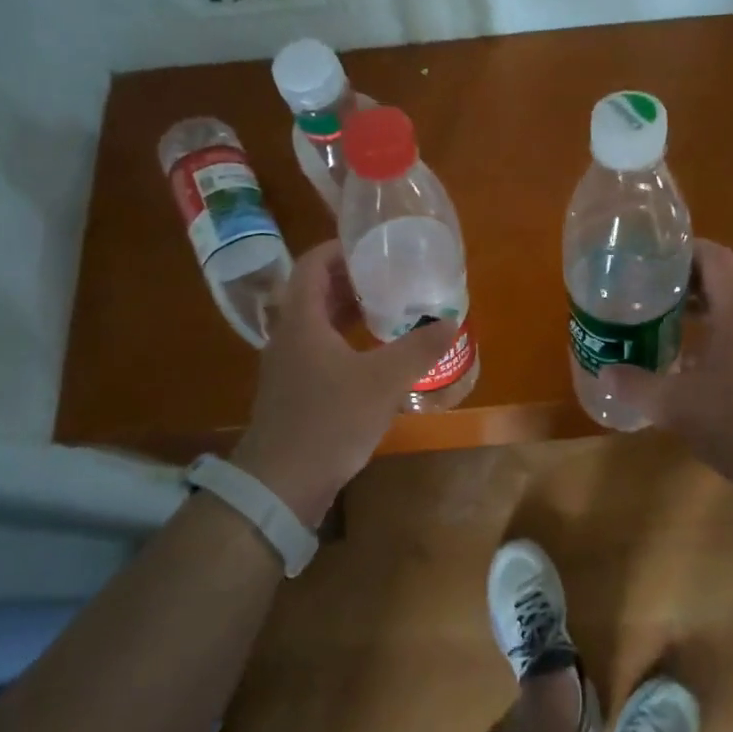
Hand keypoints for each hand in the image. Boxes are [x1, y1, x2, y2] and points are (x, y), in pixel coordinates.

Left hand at [231, 242, 457, 527]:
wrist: (281, 485)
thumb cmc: (328, 421)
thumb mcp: (382, 381)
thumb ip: (418, 348)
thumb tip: (451, 320)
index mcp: (301, 320)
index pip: (312, 264)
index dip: (340, 249)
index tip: (373, 246)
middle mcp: (288, 335)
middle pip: (316, 291)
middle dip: (352, 279)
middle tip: (391, 275)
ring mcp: (289, 365)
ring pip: (318, 322)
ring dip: (349, 310)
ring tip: (389, 307)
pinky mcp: (295, 390)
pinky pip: (321, 348)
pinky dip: (346, 339)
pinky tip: (375, 353)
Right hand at [600, 239, 732, 497]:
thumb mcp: (679, 407)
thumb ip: (639, 387)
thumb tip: (607, 373)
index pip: (714, 257)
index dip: (682, 249)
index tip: (648, 258)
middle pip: (718, 285)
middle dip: (678, 286)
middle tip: (640, 296)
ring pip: (727, 318)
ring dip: (692, 318)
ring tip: (656, 331)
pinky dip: (708, 345)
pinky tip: (686, 375)